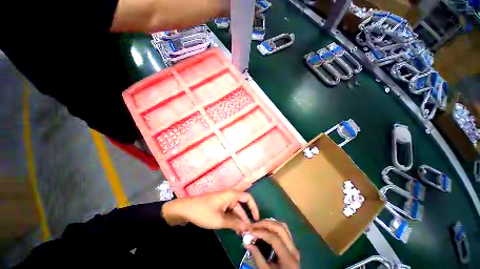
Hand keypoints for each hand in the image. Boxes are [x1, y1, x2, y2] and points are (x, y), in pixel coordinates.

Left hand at [162, 190, 258, 233]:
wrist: (186, 209)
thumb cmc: (203, 212)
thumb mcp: (219, 220)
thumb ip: (234, 223)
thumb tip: (247, 227)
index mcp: (231, 195)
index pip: (247, 197)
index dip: (254, 207)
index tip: (256, 219)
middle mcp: (229, 196)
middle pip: (241, 207)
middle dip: (244, 219)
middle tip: (248, 233)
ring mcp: (224, 201)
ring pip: (235, 211)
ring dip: (238, 221)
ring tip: (241, 234)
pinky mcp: (219, 205)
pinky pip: (229, 212)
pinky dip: (232, 220)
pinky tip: (234, 229)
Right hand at [246, 220, 299, 268]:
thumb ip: (257, 258)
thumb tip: (247, 243)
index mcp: (288, 258)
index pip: (274, 239)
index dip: (261, 233)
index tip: (251, 232)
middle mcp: (293, 249)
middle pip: (280, 228)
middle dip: (266, 224)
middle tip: (254, 225)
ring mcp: (294, 246)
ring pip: (283, 226)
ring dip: (270, 223)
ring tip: (259, 225)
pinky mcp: (292, 245)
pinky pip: (284, 230)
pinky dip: (274, 226)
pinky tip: (266, 228)